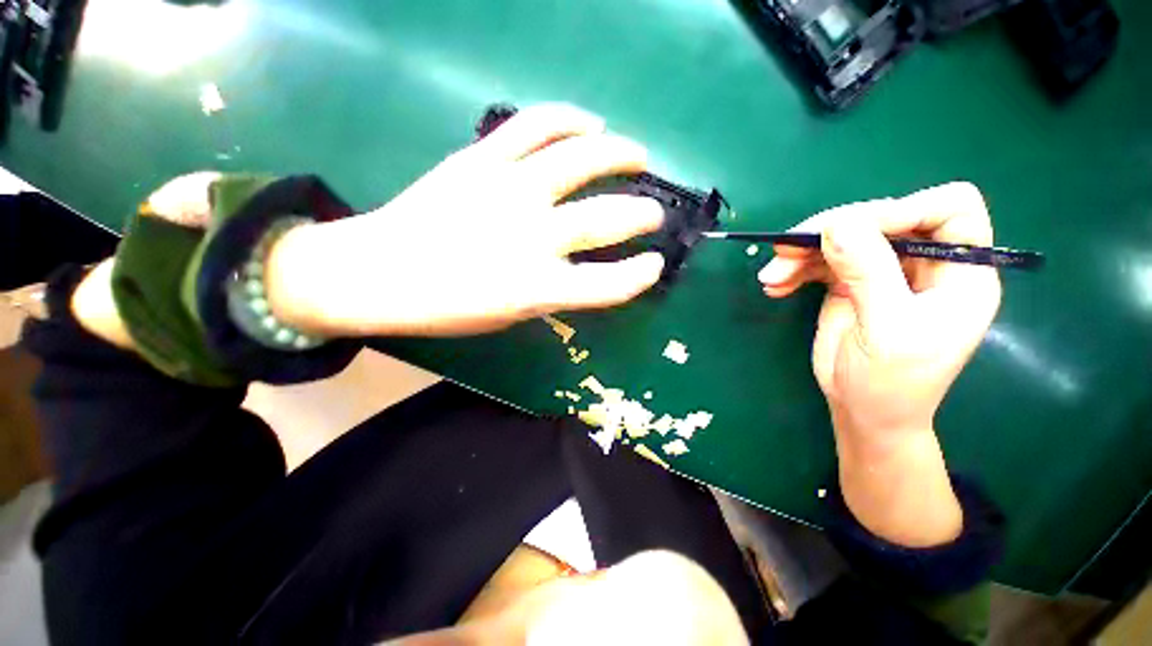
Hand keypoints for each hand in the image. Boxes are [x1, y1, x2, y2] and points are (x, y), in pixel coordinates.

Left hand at [268, 104, 665, 336]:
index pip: (608, 284)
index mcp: (537, 288)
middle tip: (653, 213)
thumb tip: (583, 268)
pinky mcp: (482, 159)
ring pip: (581, 158)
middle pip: (606, 219)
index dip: (640, 276)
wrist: (379, 272)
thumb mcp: (511, 315)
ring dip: (620, 154)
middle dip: (641, 215)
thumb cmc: (448, 307)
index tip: (655, 265)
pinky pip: (536, 125)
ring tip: (638, 155)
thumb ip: (553, 292)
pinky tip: (590, 123)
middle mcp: (531, 237)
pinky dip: (570, 118)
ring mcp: (508, 190)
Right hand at [759, 182, 1000, 545]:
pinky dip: (799, 266)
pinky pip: (827, 260)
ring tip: (771, 272)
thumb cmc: (885, 389)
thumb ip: (864, 274)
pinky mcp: (856, 285)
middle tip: (789, 248)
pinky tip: (774, 282)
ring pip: (849, 237)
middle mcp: (930, 267)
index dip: (904, 207)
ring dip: (806, 250)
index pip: (952, 207)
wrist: (864, 417)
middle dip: (836, 229)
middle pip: (887, 217)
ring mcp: (889, 274)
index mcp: (962, 276)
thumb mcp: (878, 332)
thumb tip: (838, 222)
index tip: (853, 230)